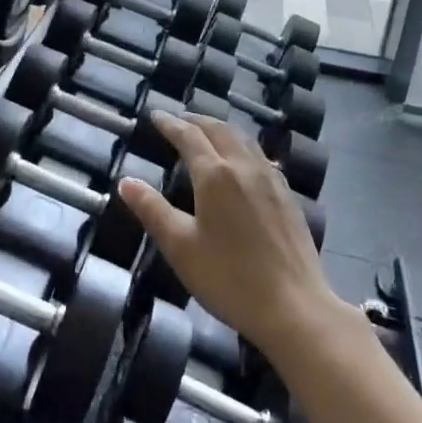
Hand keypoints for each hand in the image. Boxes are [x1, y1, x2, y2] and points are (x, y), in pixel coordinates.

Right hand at [118, 113, 343, 364]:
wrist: (294, 307)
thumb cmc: (229, 278)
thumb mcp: (180, 247)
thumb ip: (152, 210)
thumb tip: (127, 182)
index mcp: (215, 174)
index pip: (188, 136)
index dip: (170, 124)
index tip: (155, 115)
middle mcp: (244, 166)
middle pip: (219, 130)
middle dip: (196, 121)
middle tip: (178, 120)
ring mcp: (271, 179)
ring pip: (243, 139)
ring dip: (221, 129)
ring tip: (207, 132)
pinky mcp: (287, 196)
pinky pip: (260, 156)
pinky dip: (242, 146)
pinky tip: (242, 160)